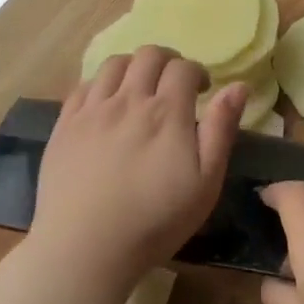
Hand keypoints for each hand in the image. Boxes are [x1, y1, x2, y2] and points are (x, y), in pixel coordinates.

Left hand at [30, 47, 246, 288]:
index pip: (183, 68)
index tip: (202, 90)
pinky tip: (106, 105)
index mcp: (167, 112)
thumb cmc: (156, 221)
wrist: (86, 247)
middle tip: (173, 85)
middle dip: (167, 62)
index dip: (196, 72)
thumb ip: (222, 130)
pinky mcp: (64, 125)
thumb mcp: (205, 182)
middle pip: (148, 55)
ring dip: (133, 67)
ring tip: (139, 90)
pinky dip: (101, 84)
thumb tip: (238, 86)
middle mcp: (128, 100)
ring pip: (113, 64)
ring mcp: (91, 110)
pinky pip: (83, 86)